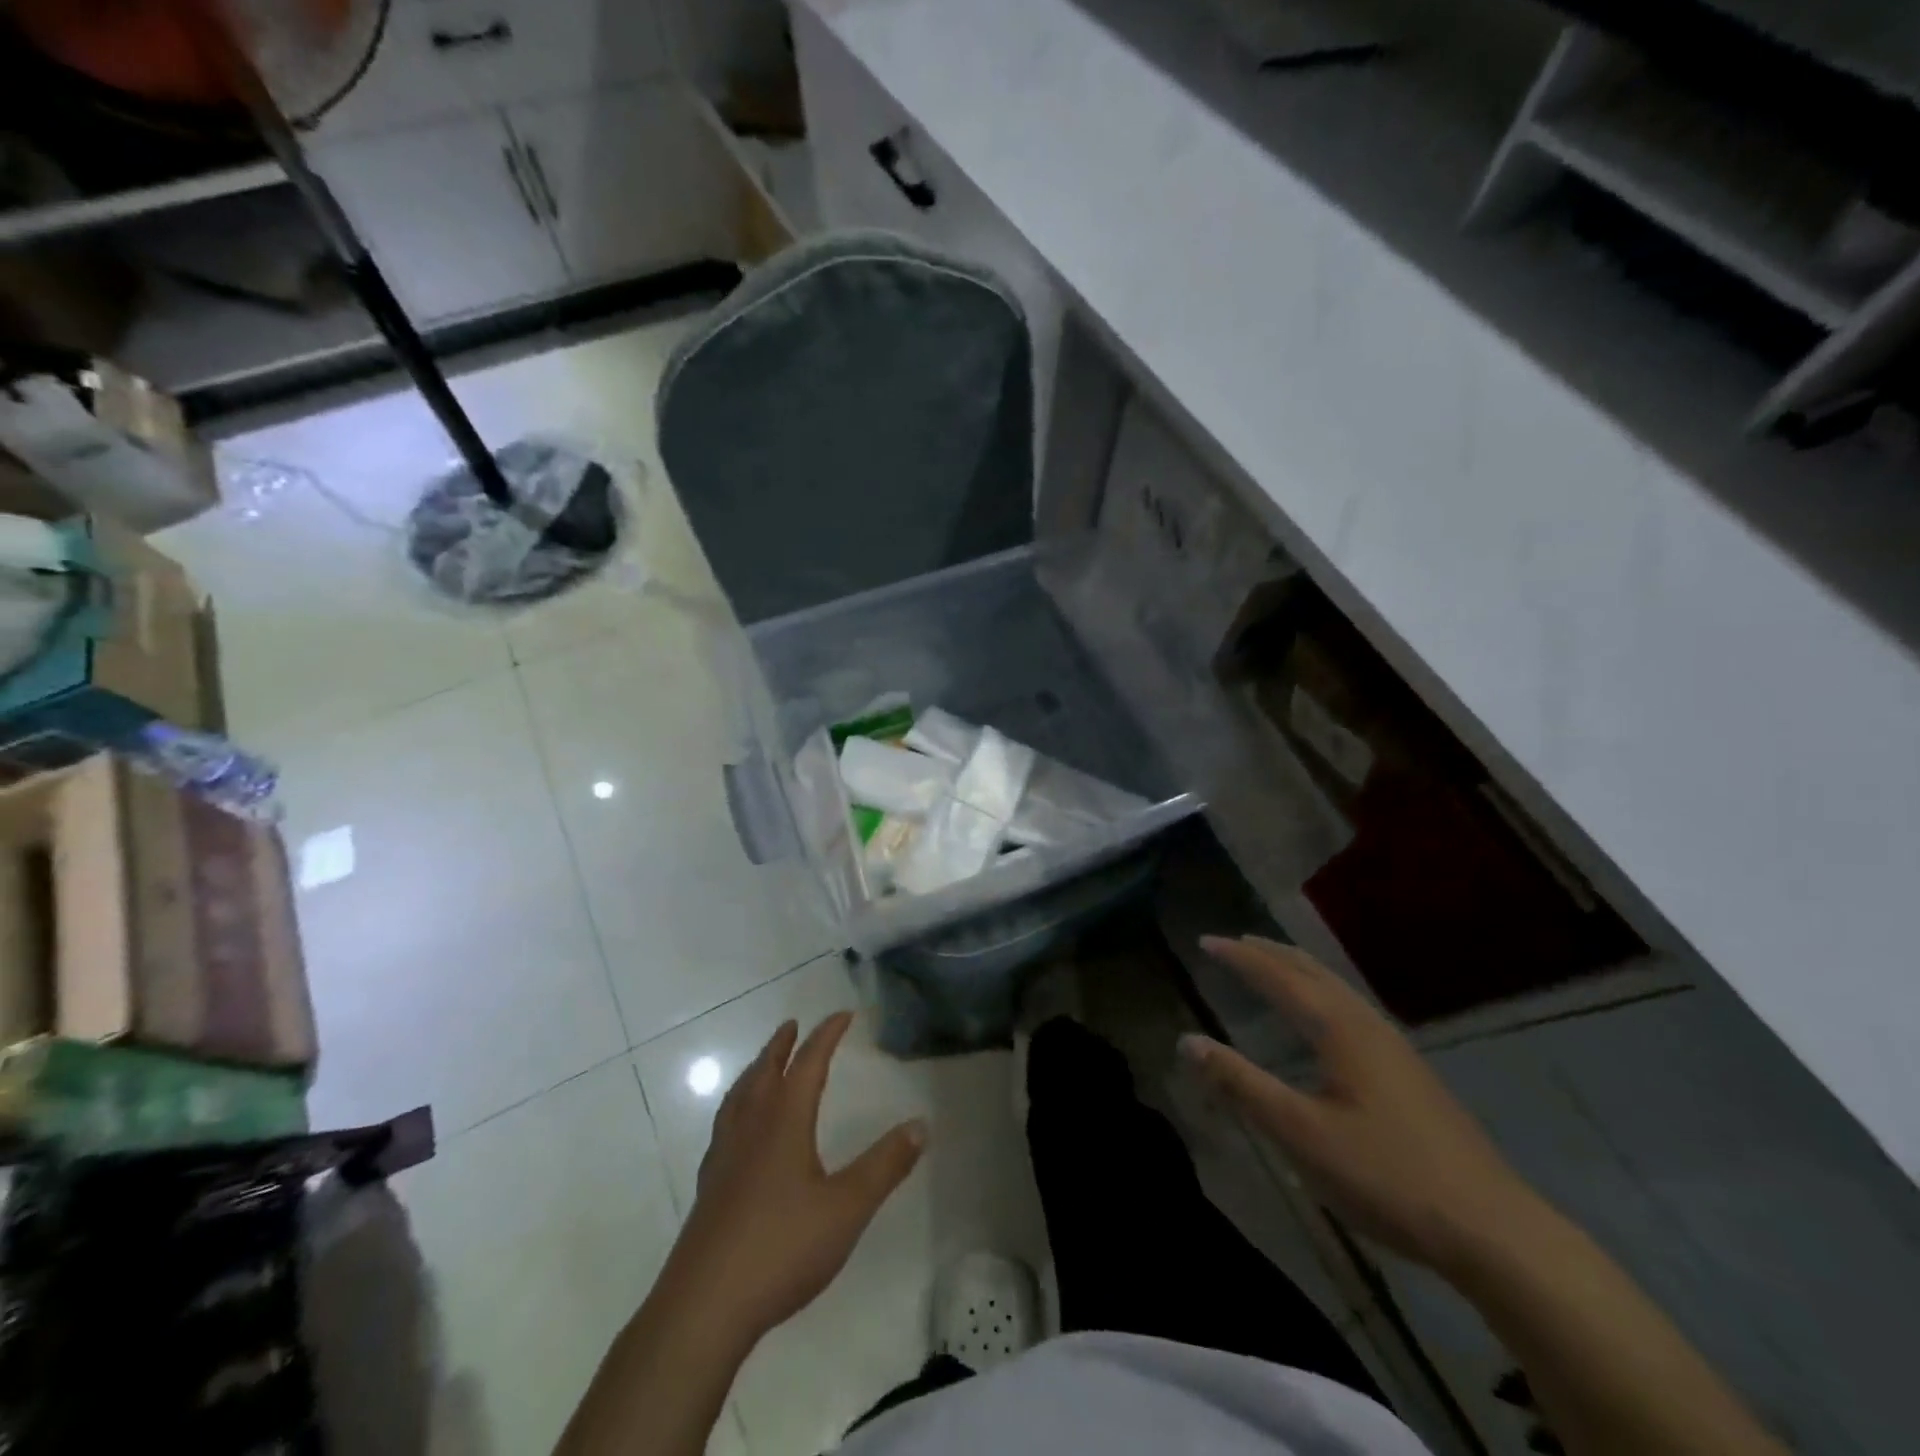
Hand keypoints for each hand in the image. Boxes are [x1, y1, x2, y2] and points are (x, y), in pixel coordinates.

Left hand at [672, 1012, 925, 1345]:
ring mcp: (724, 1158)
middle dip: (781, 1045)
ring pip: (739, 1097)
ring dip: (755, 1072)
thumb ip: (885, 1164)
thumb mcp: (848, 1207)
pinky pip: (724, 1127)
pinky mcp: (709, 1188)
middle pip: (765, 1072)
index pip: (808, 1063)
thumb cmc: (782, 1248)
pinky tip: (739, 1131)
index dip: (827, 1035)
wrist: (704, 1307)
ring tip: (763, 1065)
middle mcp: (751, 1128)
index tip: (844, 1014)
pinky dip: (736, 1108)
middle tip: (792, 1025)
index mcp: (784, 1122)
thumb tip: (921, 1123)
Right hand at [1182, 936, 1541, 1273]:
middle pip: (1312, 971)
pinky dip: (1321, 992)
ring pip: (1336, 988)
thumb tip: (1187, 1041)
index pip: (1278, 977)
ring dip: (1298, 969)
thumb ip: (1241, 1084)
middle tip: (1234, 942)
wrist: (1493, 1229)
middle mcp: (1367, 1025)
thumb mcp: (1299, 1133)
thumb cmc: (1385, 1175)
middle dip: (1270, 953)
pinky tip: (1325, 1018)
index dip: (1239, 958)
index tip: (1205, 941)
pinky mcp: (1410, 1073)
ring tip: (1272, 964)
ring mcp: (1395, 1048)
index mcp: (1339, 1029)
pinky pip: (1351, 1008)